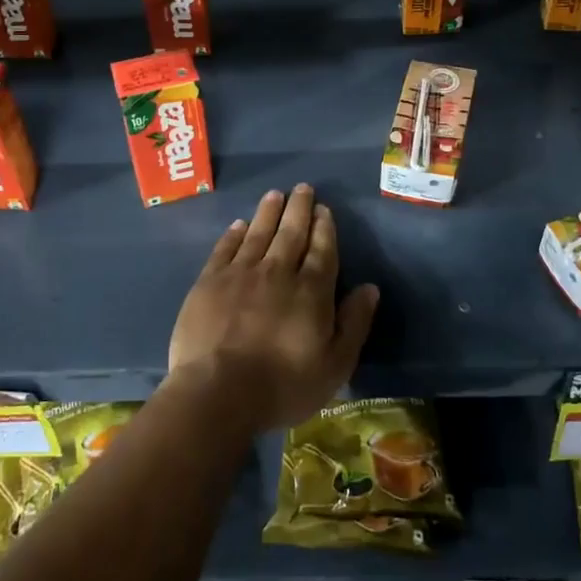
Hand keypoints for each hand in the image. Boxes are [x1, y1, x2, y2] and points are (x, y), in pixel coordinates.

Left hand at [167, 184, 378, 432]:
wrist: (218, 392)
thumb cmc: (283, 385)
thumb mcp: (335, 365)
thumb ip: (354, 323)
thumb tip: (370, 288)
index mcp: (311, 291)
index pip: (322, 250)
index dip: (324, 228)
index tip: (324, 209)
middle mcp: (277, 272)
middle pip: (291, 233)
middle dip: (299, 209)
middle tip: (303, 188)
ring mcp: (240, 274)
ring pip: (258, 234)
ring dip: (268, 212)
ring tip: (275, 194)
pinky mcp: (209, 282)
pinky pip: (225, 249)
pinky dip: (234, 234)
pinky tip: (239, 224)